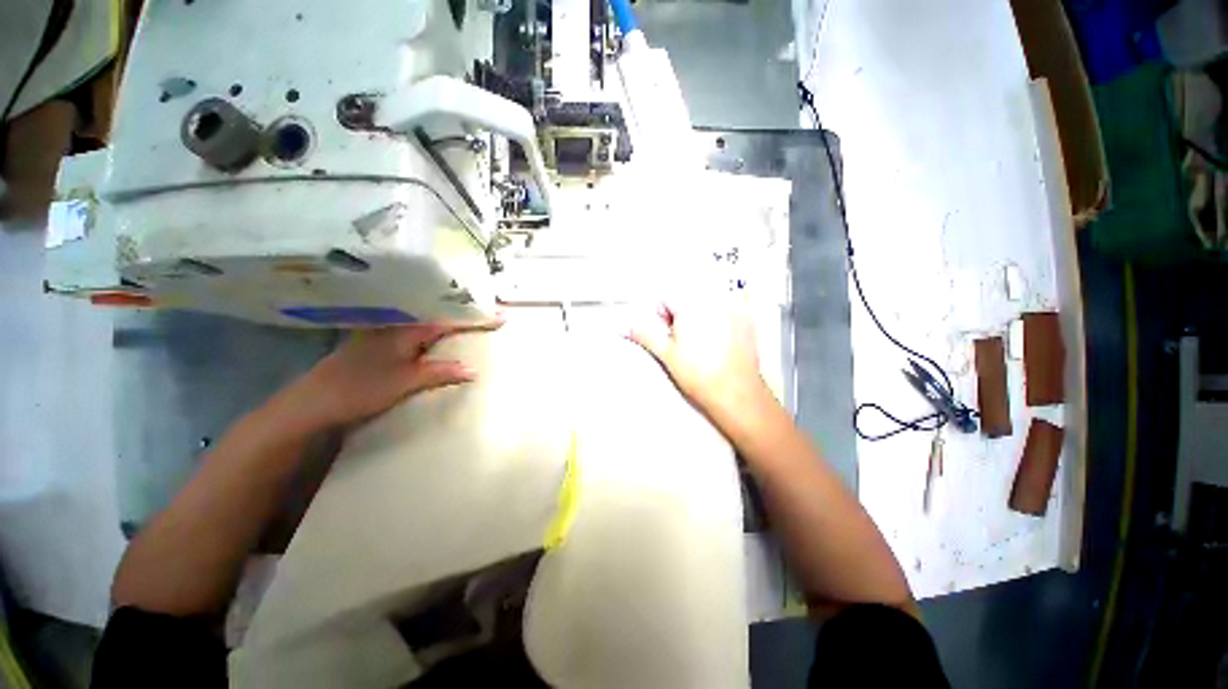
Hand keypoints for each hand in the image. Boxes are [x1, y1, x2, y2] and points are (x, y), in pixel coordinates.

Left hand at [284, 318, 503, 431]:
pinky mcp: (378, 343)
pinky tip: (439, 334)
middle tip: (489, 312)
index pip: (449, 319)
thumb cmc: (360, 388)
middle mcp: (397, 325)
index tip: (502, 316)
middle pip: (438, 313)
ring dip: (449, 318)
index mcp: (406, 330)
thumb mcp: (405, 382)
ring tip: (471, 318)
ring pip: (426, 320)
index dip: (476, 318)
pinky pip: (415, 329)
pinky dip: (433, 329)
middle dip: (465, 311)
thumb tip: (473, 369)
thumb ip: (440, 372)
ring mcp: (386, 332)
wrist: (314, 401)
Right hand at [626, 299, 770, 425]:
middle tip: (686, 340)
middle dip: (681, 314)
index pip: (666, 298)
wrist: (736, 393)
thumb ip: (644, 335)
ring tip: (705, 341)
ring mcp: (734, 307)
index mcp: (690, 305)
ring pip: (707, 301)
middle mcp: (713, 299)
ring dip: (701, 314)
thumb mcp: (666, 354)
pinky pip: (732, 304)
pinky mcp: (749, 317)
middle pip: (687, 297)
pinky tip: (725, 336)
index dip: (663, 317)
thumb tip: (621, 327)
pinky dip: (725, 314)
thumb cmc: (698, 374)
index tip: (670, 334)